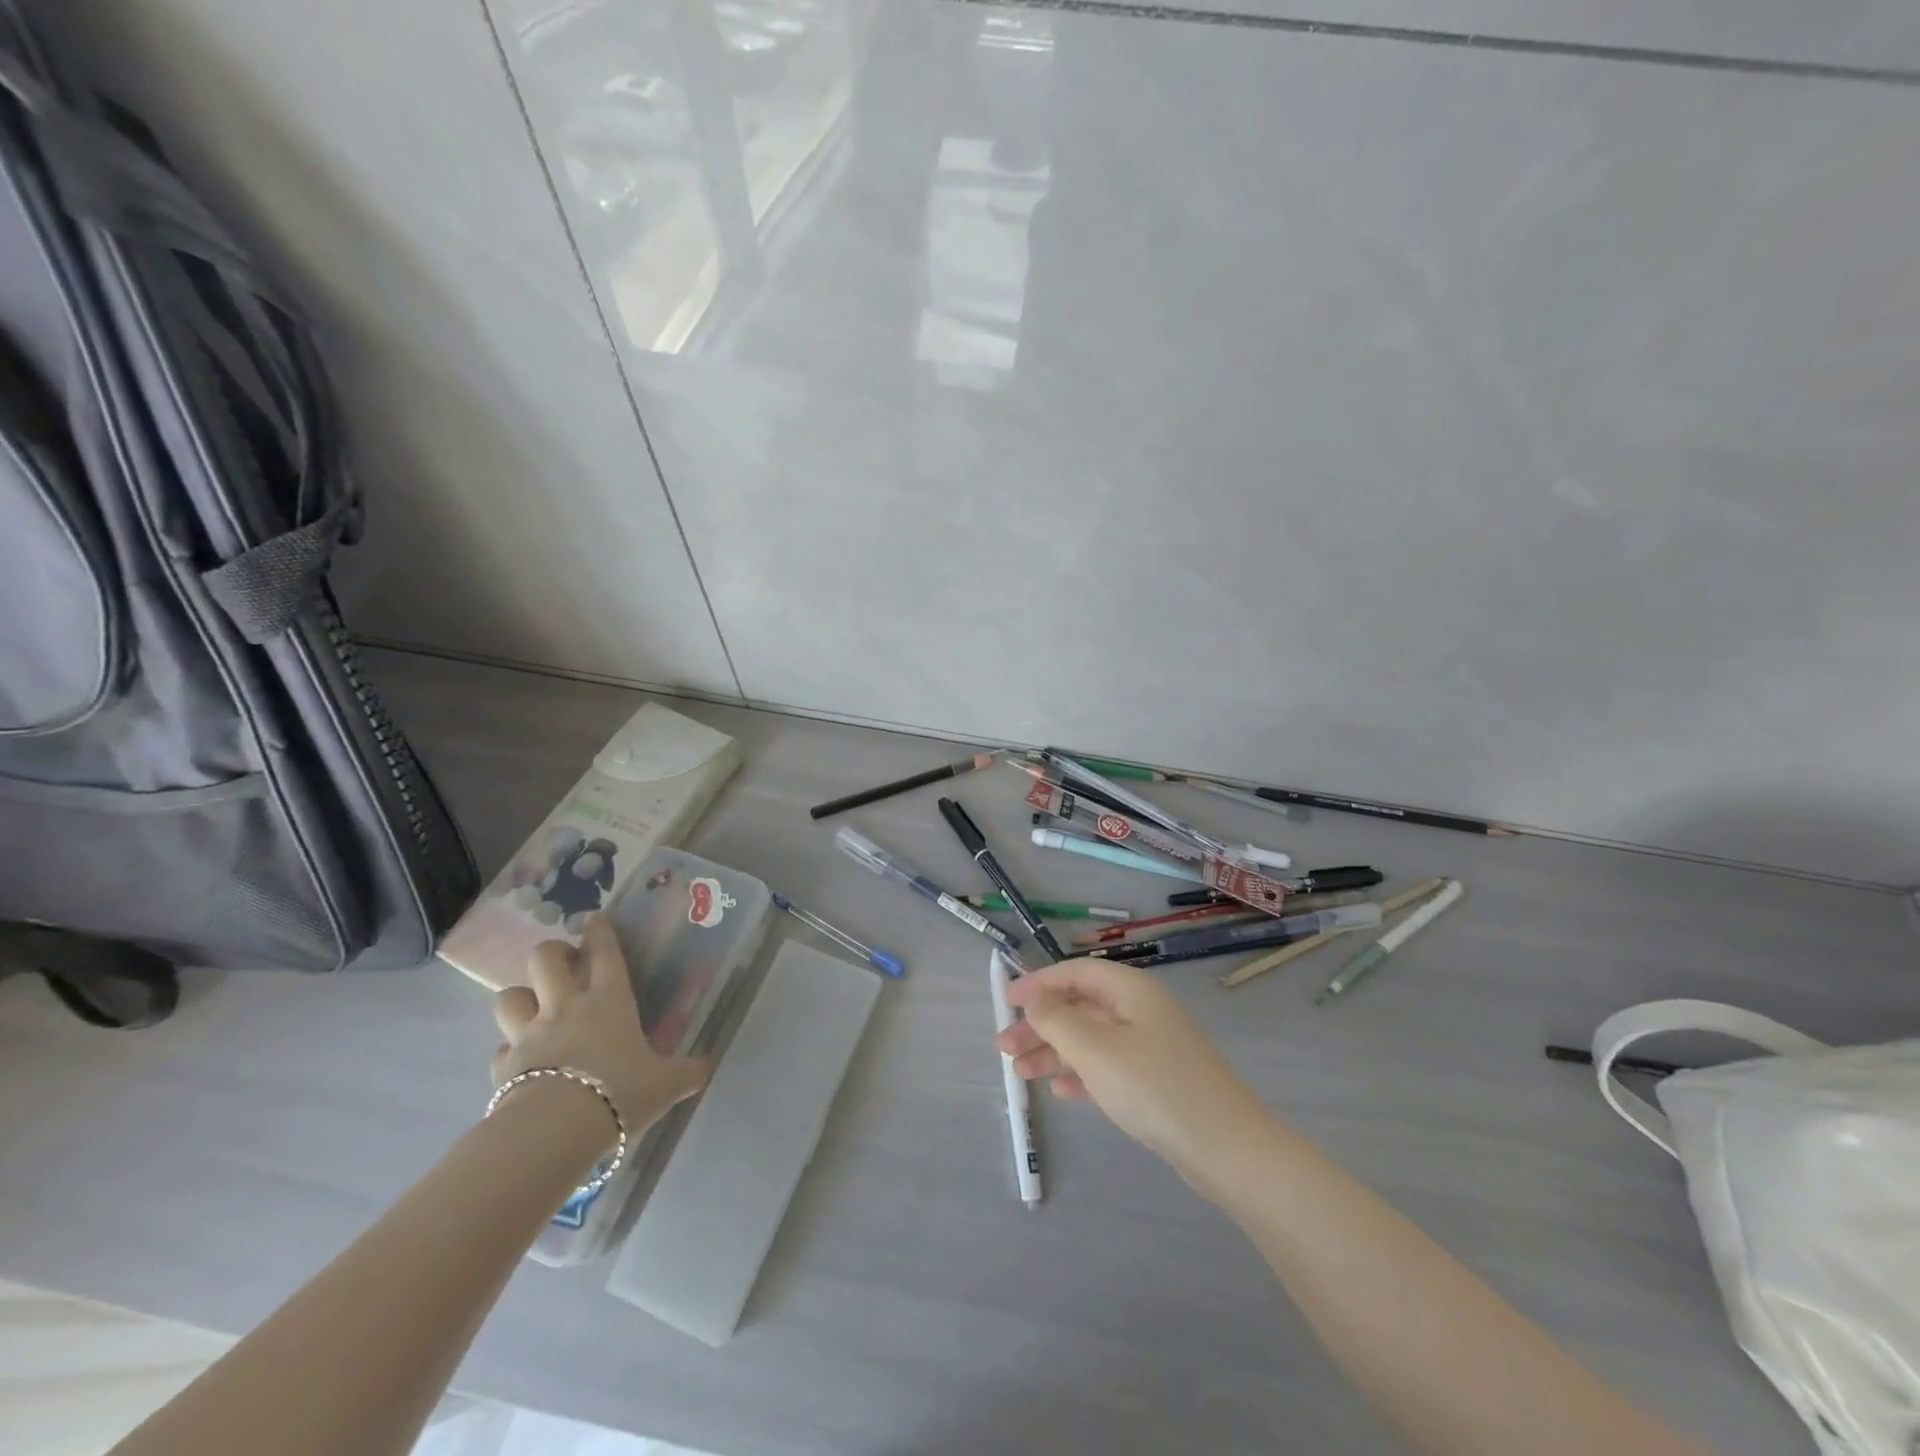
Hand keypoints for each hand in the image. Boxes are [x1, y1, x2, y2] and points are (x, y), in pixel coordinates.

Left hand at [491, 917, 708, 1145]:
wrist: (554, 1133)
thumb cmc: (618, 1094)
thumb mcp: (665, 1085)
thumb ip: (686, 1072)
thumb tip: (707, 1068)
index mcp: (609, 1000)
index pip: (604, 952)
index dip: (600, 931)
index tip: (596, 920)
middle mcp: (566, 1007)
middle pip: (544, 959)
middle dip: (552, 952)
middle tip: (564, 962)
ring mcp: (529, 1034)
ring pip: (509, 996)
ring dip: (520, 996)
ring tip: (534, 1007)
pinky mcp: (503, 1067)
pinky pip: (500, 1048)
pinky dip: (508, 1050)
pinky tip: (520, 1061)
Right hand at [999, 958, 1269, 1189]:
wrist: (1226, 1147)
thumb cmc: (1154, 1086)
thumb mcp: (1096, 1050)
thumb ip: (1057, 1020)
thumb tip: (1034, 997)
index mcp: (1131, 990)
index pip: (1077, 972)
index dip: (1039, 983)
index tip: (1007, 1001)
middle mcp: (1141, 1010)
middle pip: (1081, 1007)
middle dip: (1041, 1024)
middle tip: (1004, 1046)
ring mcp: (1151, 1046)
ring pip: (1091, 1039)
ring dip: (1055, 1051)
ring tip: (1020, 1072)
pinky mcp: (1156, 1080)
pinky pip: (1108, 1066)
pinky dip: (1081, 1074)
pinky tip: (1060, 1092)